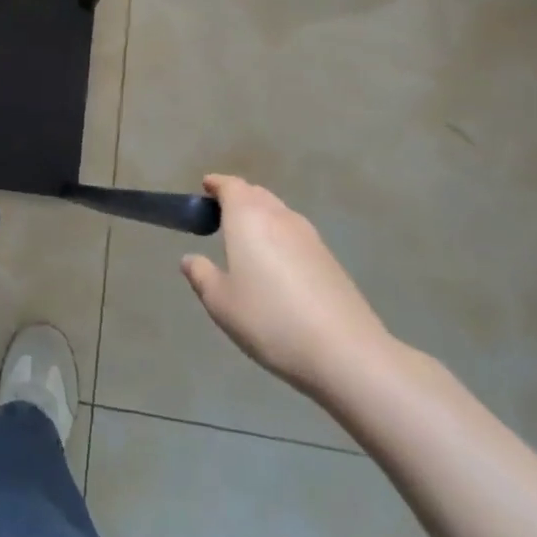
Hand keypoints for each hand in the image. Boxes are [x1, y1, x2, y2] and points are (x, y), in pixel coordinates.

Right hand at [181, 176, 399, 398]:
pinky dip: (280, 237)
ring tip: (247, 238)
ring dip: (261, 217)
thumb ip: (201, 275)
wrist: (346, 353)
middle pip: (257, 195)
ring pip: (279, 213)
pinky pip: (296, 235)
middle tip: (221, 213)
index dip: (217, 184)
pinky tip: (277, 265)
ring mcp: (310, 237)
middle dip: (238, 198)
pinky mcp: (330, 260)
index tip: (205, 187)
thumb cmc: (270, 319)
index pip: (231, 186)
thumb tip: (190, 259)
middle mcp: (280, 217)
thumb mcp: (221, 302)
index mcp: (248, 217)